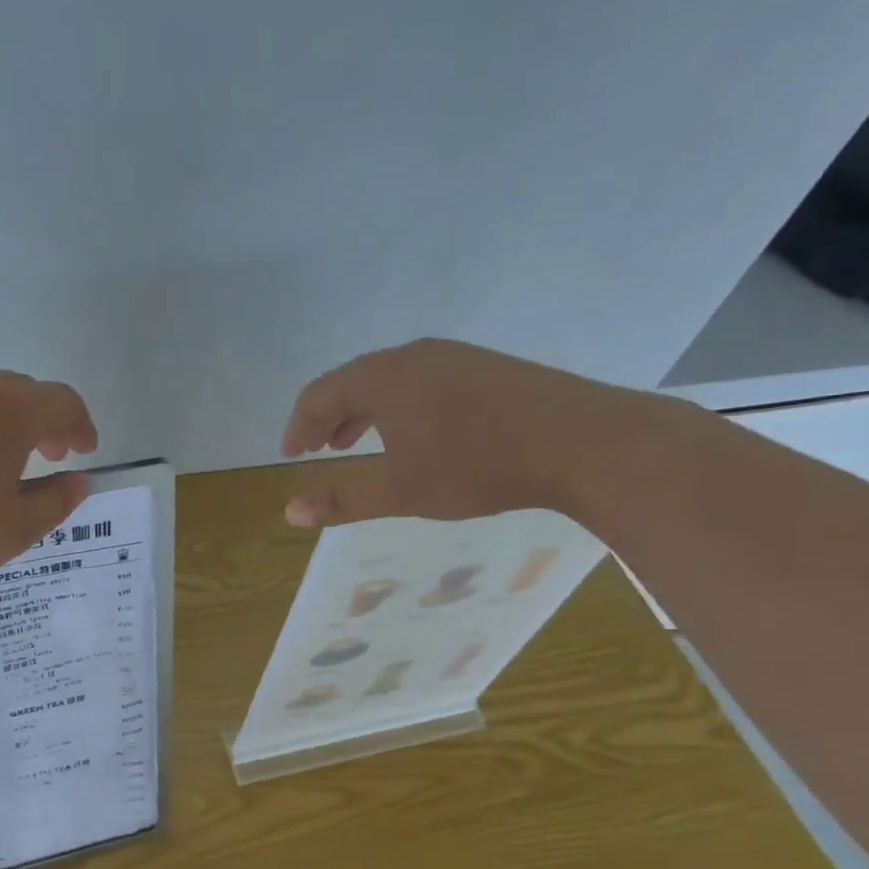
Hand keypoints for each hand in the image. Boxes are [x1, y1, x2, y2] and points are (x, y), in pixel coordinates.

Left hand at [0, 371, 97, 590]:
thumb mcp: (10, 532)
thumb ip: (55, 504)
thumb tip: (78, 482)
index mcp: (9, 412)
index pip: (63, 402)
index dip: (81, 426)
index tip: (84, 453)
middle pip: (23, 391)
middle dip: (44, 422)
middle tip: (46, 459)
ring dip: (2, 424)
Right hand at [279, 338, 636, 526]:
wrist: (579, 441)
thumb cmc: (476, 466)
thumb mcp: (401, 492)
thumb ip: (342, 501)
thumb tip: (290, 512)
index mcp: (381, 378)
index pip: (318, 394)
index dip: (298, 426)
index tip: (290, 456)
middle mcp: (410, 356)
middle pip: (351, 380)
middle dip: (328, 417)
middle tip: (318, 449)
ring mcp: (450, 355)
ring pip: (388, 379)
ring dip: (362, 411)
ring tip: (355, 443)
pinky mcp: (482, 364)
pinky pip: (420, 379)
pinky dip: (397, 404)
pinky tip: (412, 432)